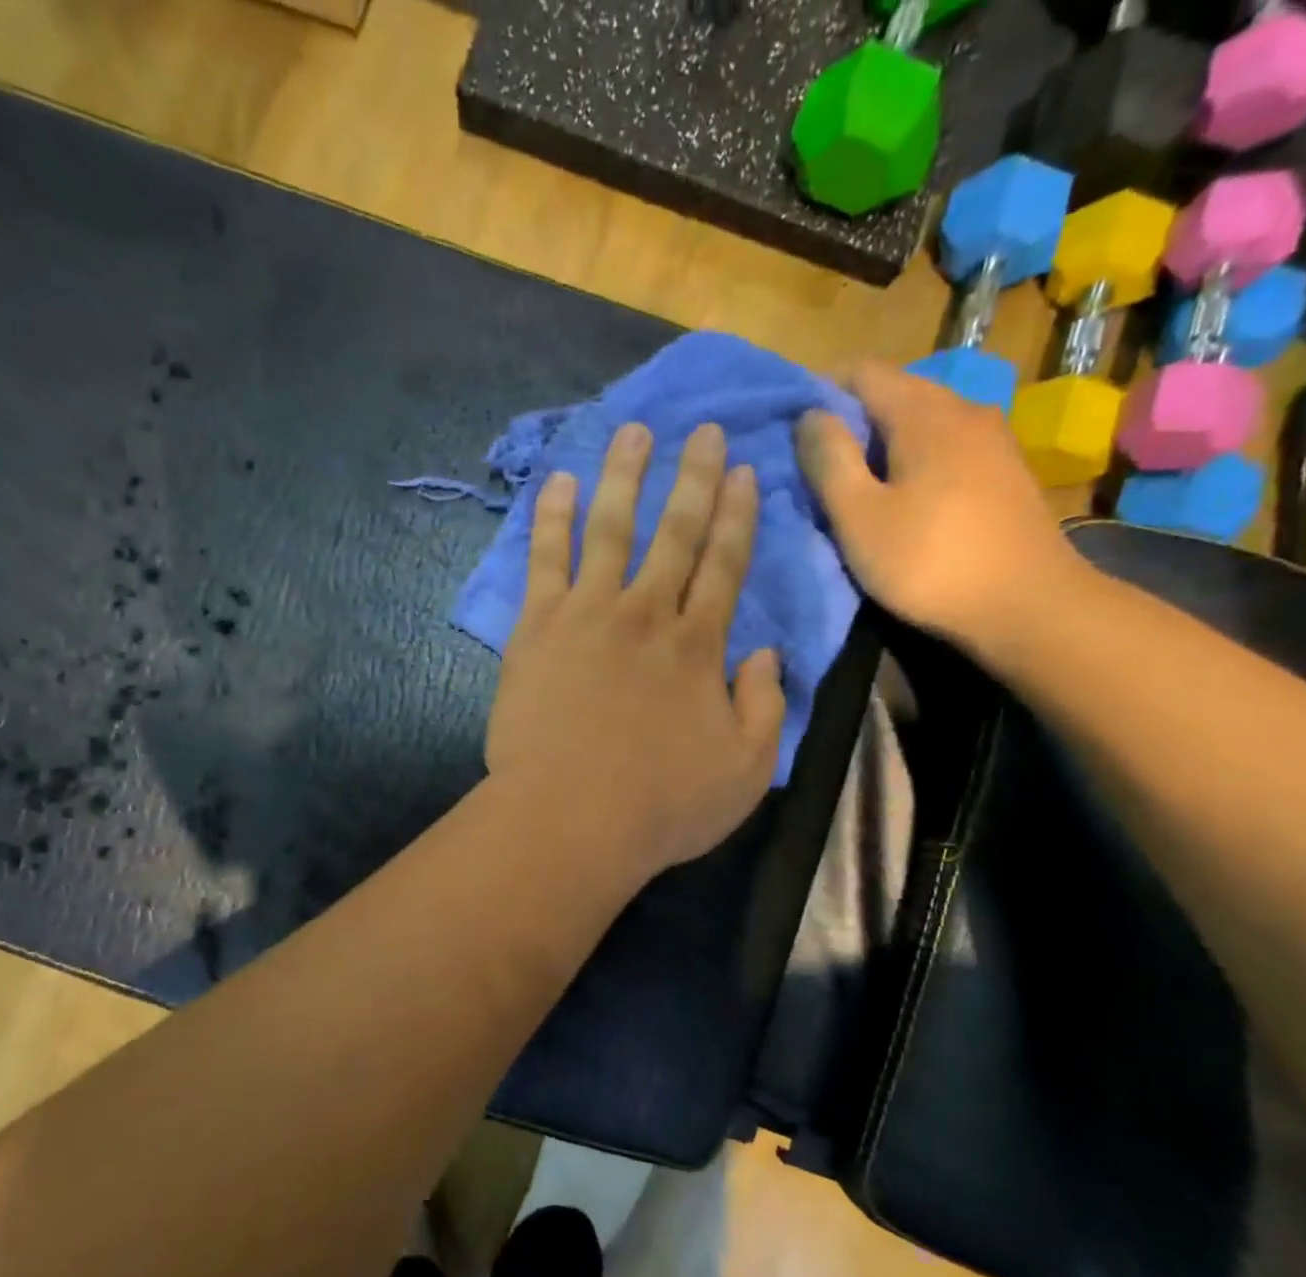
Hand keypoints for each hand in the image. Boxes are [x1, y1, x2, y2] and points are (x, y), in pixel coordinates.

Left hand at [485, 421, 785, 881]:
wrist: (569, 818)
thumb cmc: (661, 805)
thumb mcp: (746, 770)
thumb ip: (766, 707)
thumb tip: (768, 653)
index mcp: (698, 646)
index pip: (725, 565)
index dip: (736, 516)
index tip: (742, 473)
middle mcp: (646, 614)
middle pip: (674, 533)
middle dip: (692, 478)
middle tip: (702, 430)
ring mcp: (587, 614)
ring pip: (609, 529)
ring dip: (624, 477)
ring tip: (633, 432)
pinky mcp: (537, 628)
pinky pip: (545, 560)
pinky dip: (551, 518)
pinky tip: (557, 482)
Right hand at [795, 358, 1092, 652]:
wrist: (1027, 606)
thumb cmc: (929, 561)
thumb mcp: (859, 516)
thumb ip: (829, 460)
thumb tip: (810, 414)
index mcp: (924, 412)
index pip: (863, 372)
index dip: (821, 391)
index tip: (792, 428)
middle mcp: (963, 409)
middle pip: (895, 393)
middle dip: (850, 419)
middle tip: (816, 462)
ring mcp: (992, 440)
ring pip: (922, 422)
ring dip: (882, 442)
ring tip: (854, 483)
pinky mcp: (1005, 472)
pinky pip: (945, 447)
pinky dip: (913, 459)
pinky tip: (902, 497)